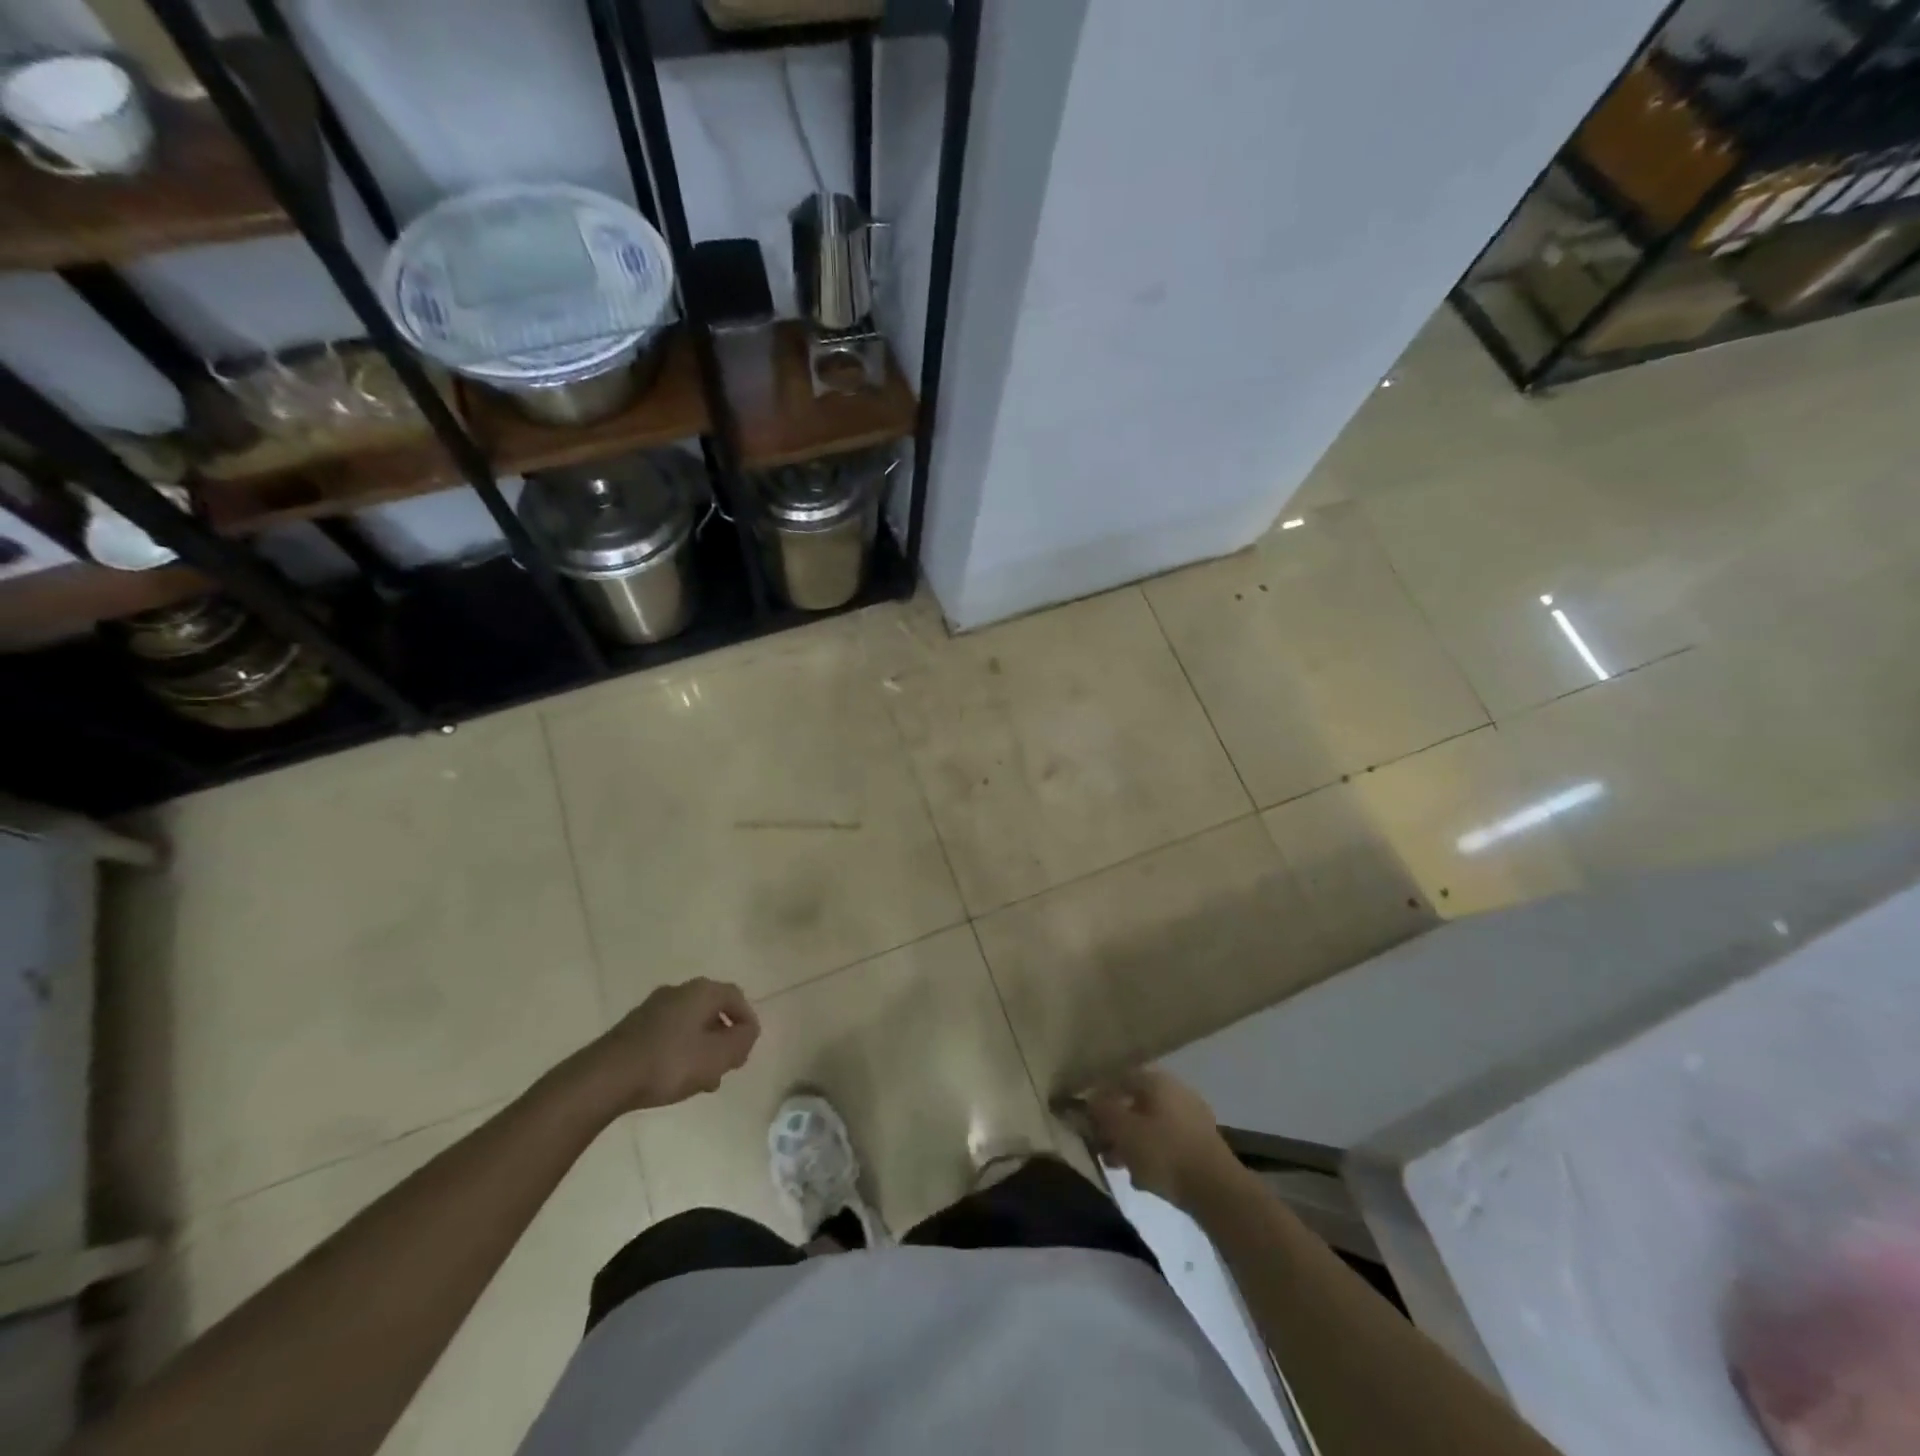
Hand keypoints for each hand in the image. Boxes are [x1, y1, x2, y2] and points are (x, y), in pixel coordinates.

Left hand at [570, 978, 759, 1116]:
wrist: (604, 1078)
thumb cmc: (669, 1063)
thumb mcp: (717, 1056)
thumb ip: (741, 1041)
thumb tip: (748, 1031)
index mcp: (702, 991)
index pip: (736, 997)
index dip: (747, 1021)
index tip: (747, 1049)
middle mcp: (678, 991)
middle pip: (712, 1010)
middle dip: (724, 1037)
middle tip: (727, 1065)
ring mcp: (652, 1008)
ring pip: (690, 1024)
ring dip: (702, 1047)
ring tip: (703, 1080)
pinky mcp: (633, 1027)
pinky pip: (669, 1034)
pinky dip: (680, 1051)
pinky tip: (675, 1078)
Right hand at [1084, 1069, 1240, 1211]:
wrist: (1217, 1191)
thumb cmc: (1164, 1152)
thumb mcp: (1123, 1131)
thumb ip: (1102, 1112)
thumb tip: (1090, 1100)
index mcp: (1157, 1080)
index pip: (1119, 1079)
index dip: (1099, 1097)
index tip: (1087, 1120)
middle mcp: (1176, 1091)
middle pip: (1135, 1103)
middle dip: (1115, 1125)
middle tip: (1101, 1147)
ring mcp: (1192, 1117)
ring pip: (1151, 1125)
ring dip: (1132, 1143)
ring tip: (1119, 1167)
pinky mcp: (1202, 1144)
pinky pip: (1168, 1142)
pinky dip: (1153, 1155)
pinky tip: (1144, 1179)